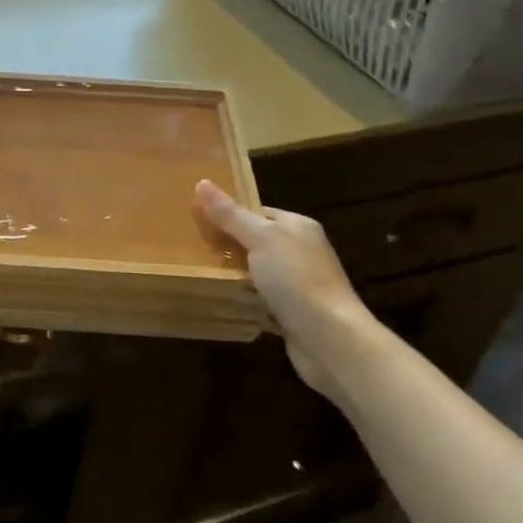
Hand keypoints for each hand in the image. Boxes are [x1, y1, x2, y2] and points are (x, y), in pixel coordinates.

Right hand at [195, 179, 370, 398]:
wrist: (330, 341)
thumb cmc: (296, 279)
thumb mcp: (260, 238)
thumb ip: (231, 214)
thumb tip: (202, 181)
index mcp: (297, 227)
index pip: (257, 211)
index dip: (228, 213)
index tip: (196, 218)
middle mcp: (300, 252)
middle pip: (255, 241)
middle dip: (227, 245)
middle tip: (191, 246)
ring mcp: (298, 285)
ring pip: (256, 272)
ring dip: (233, 275)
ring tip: (198, 271)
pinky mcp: (292, 314)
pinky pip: (260, 300)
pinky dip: (244, 300)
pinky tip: (221, 300)